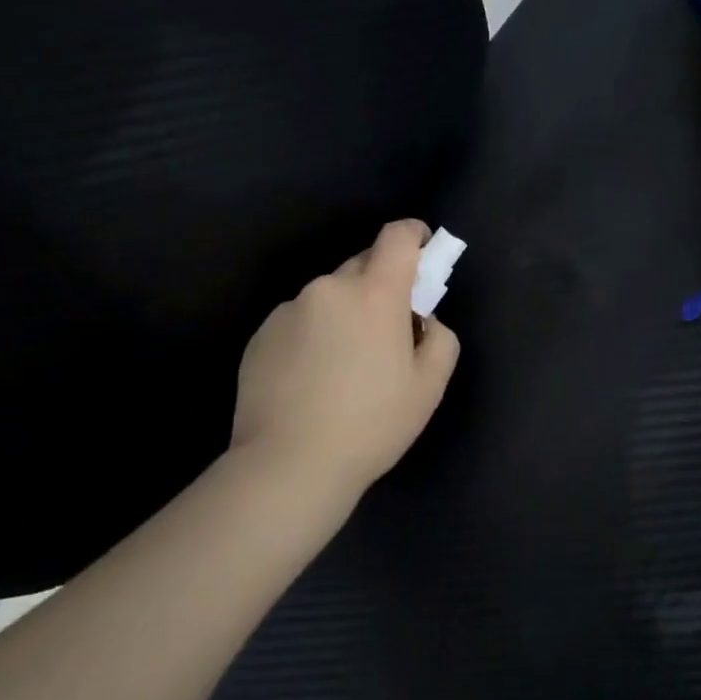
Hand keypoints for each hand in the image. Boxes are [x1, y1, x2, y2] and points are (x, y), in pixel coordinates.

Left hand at [230, 219, 459, 503]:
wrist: (289, 464)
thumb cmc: (372, 424)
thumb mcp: (429, 386)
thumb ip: (440, 338)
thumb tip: (422, 320)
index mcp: (374, 295)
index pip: (396, 238)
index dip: (414, 235)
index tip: (423, 249)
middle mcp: (328, 289)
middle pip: (362, 266)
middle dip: (381, 286)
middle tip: (388, 331)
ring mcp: (288, 310)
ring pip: (329, 297)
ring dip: (345, 314)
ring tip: (345, 367)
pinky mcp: (260, 335)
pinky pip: (300, 321)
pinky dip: (314, 335)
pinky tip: (313, 380)